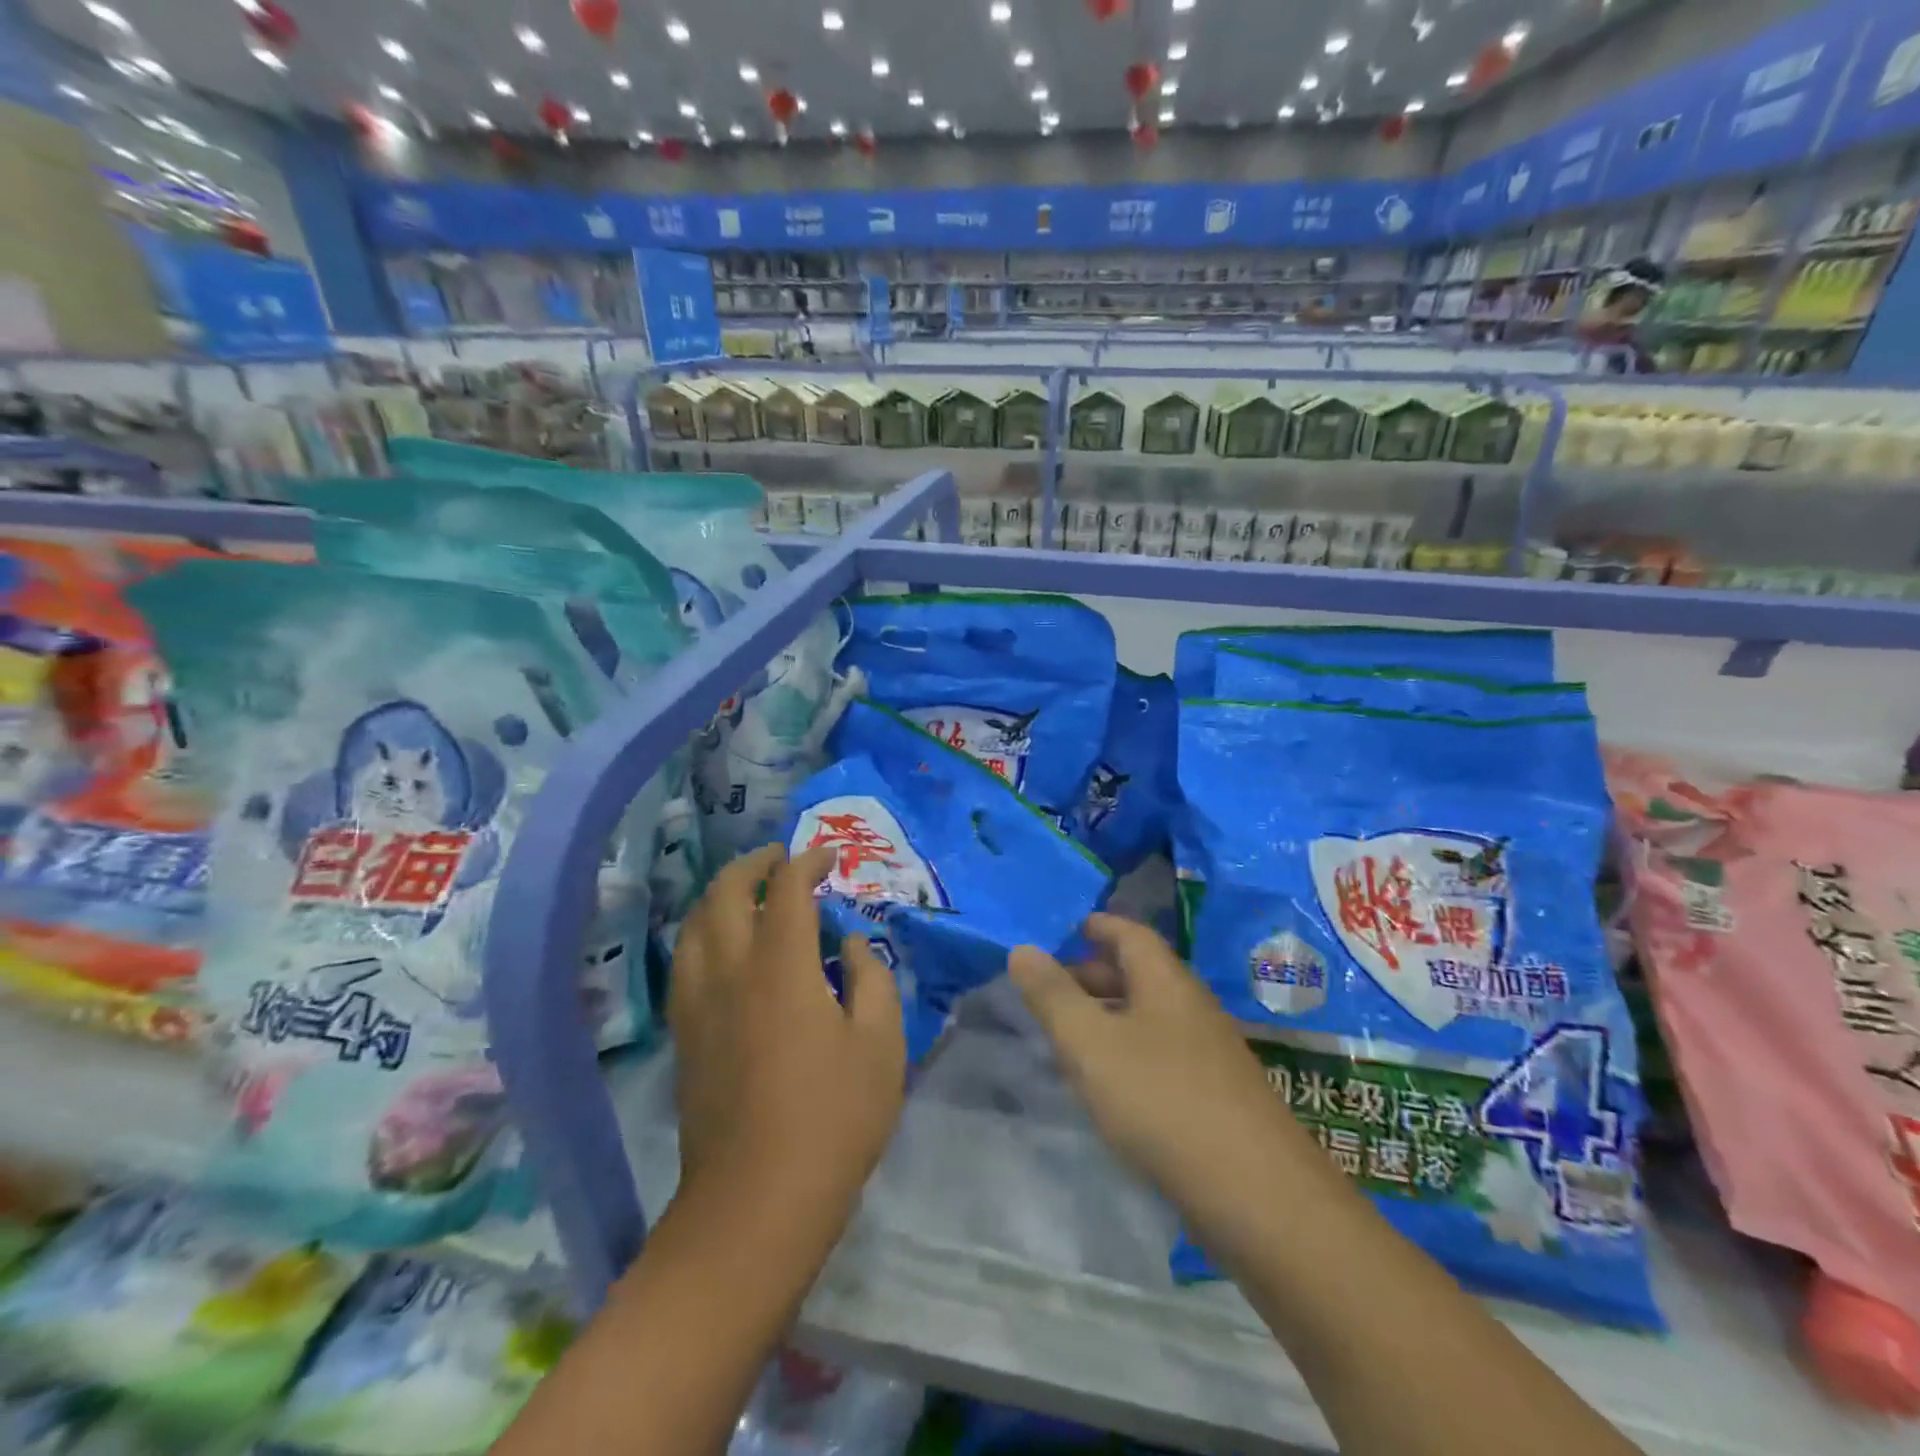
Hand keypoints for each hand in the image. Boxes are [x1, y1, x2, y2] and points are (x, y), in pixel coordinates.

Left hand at [668, 844, 905, 1216]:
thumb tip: (851, 944)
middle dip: (754, 864)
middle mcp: (729, 970)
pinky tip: (724, 947)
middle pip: (726, 892)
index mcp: (781, 966)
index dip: (808, 862)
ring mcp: (697, 1003)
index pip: (788, 888)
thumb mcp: (881, 1044)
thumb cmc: (832, 1119)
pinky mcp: (684, 1035)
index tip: (829, 857)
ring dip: (722, 894)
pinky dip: (705, 933)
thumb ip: (871, 979)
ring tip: (750, 892)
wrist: (755, 1203)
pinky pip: (686, 960)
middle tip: (782, 859)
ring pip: (695, 923)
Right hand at [1008, 914, 1323, 1228]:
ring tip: (1070, 1037)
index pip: (1131, 934)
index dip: (1099, 927)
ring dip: (1109, 1018)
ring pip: (1150, 1017)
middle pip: (1140, 975)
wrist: (1259, 1197)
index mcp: (1166, 982)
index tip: (1069, 929)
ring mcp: (1210, 1054)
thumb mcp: (1091, 1045)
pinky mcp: (1217, 1098)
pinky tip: (1110, 1086)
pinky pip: (1162, 1055)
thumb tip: (1022, 948)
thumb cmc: (1163, 1101)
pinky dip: (1128, 1053)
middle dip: (1094, 975)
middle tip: (1052, 990)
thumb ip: (1053, 996)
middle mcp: (1192, 1008)